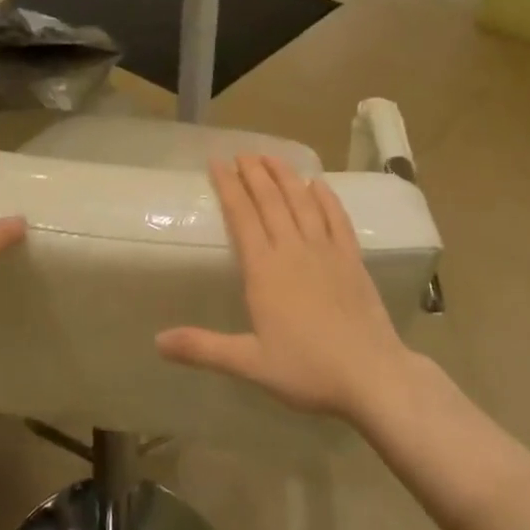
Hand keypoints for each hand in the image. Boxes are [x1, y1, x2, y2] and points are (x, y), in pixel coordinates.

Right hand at [156, 154, 411, 421]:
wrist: (372, 375)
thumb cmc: (307, 370)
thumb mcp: (250, 364)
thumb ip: (203, 348)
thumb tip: (157, 342)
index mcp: (265, 270)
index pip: (242, 216)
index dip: (228, 186)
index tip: (217, 163)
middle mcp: (293, 250)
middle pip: (271, 201)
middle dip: (254, 173)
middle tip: (242, 153)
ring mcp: (326, 251)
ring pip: (302, 202)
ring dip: (285, 176)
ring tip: (271, 156)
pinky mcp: (352, 259)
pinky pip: (337, 218)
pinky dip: (326, 197)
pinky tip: (318, 184)